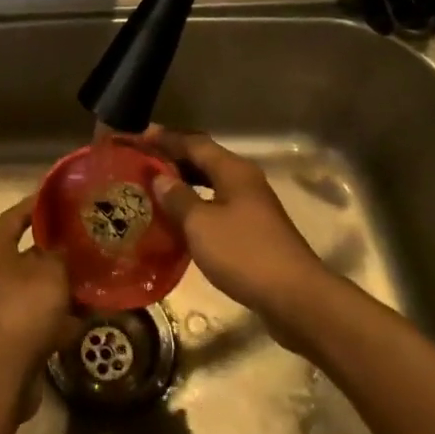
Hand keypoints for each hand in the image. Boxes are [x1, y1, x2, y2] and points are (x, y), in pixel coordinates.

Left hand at [0, 198, 79, 381]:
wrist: (3, 372)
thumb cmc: (24, 309)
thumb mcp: (50, 273)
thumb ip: (61, 254)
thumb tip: (66, 245)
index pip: (14, 217)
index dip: (35, 205)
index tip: (59, 197)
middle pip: (28, 253)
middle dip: (57, 248)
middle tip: (86, 238)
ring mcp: (4, 306)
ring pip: (39, 286)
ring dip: (63, 283)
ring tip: (95, 274)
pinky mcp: (16, 334)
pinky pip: (43, 315)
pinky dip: (63, 314)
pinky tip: (89, 313)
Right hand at [148, 127, 334, 332]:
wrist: (295, 297)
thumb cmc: (244, 253)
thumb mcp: (201, 224)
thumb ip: (177, 198)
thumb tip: (160, 178)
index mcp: (233, 170)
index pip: (194, 143)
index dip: (166, 139)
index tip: (139, 136)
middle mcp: (244, 181)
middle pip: (204, 160)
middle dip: (173, 159)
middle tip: (141, 162)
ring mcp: (252, 206)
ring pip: (211, 184)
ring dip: (184, 184)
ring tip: (153, 189)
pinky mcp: (254, 231)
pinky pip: (217, 207)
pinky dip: (196, 206)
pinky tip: (178, 220)